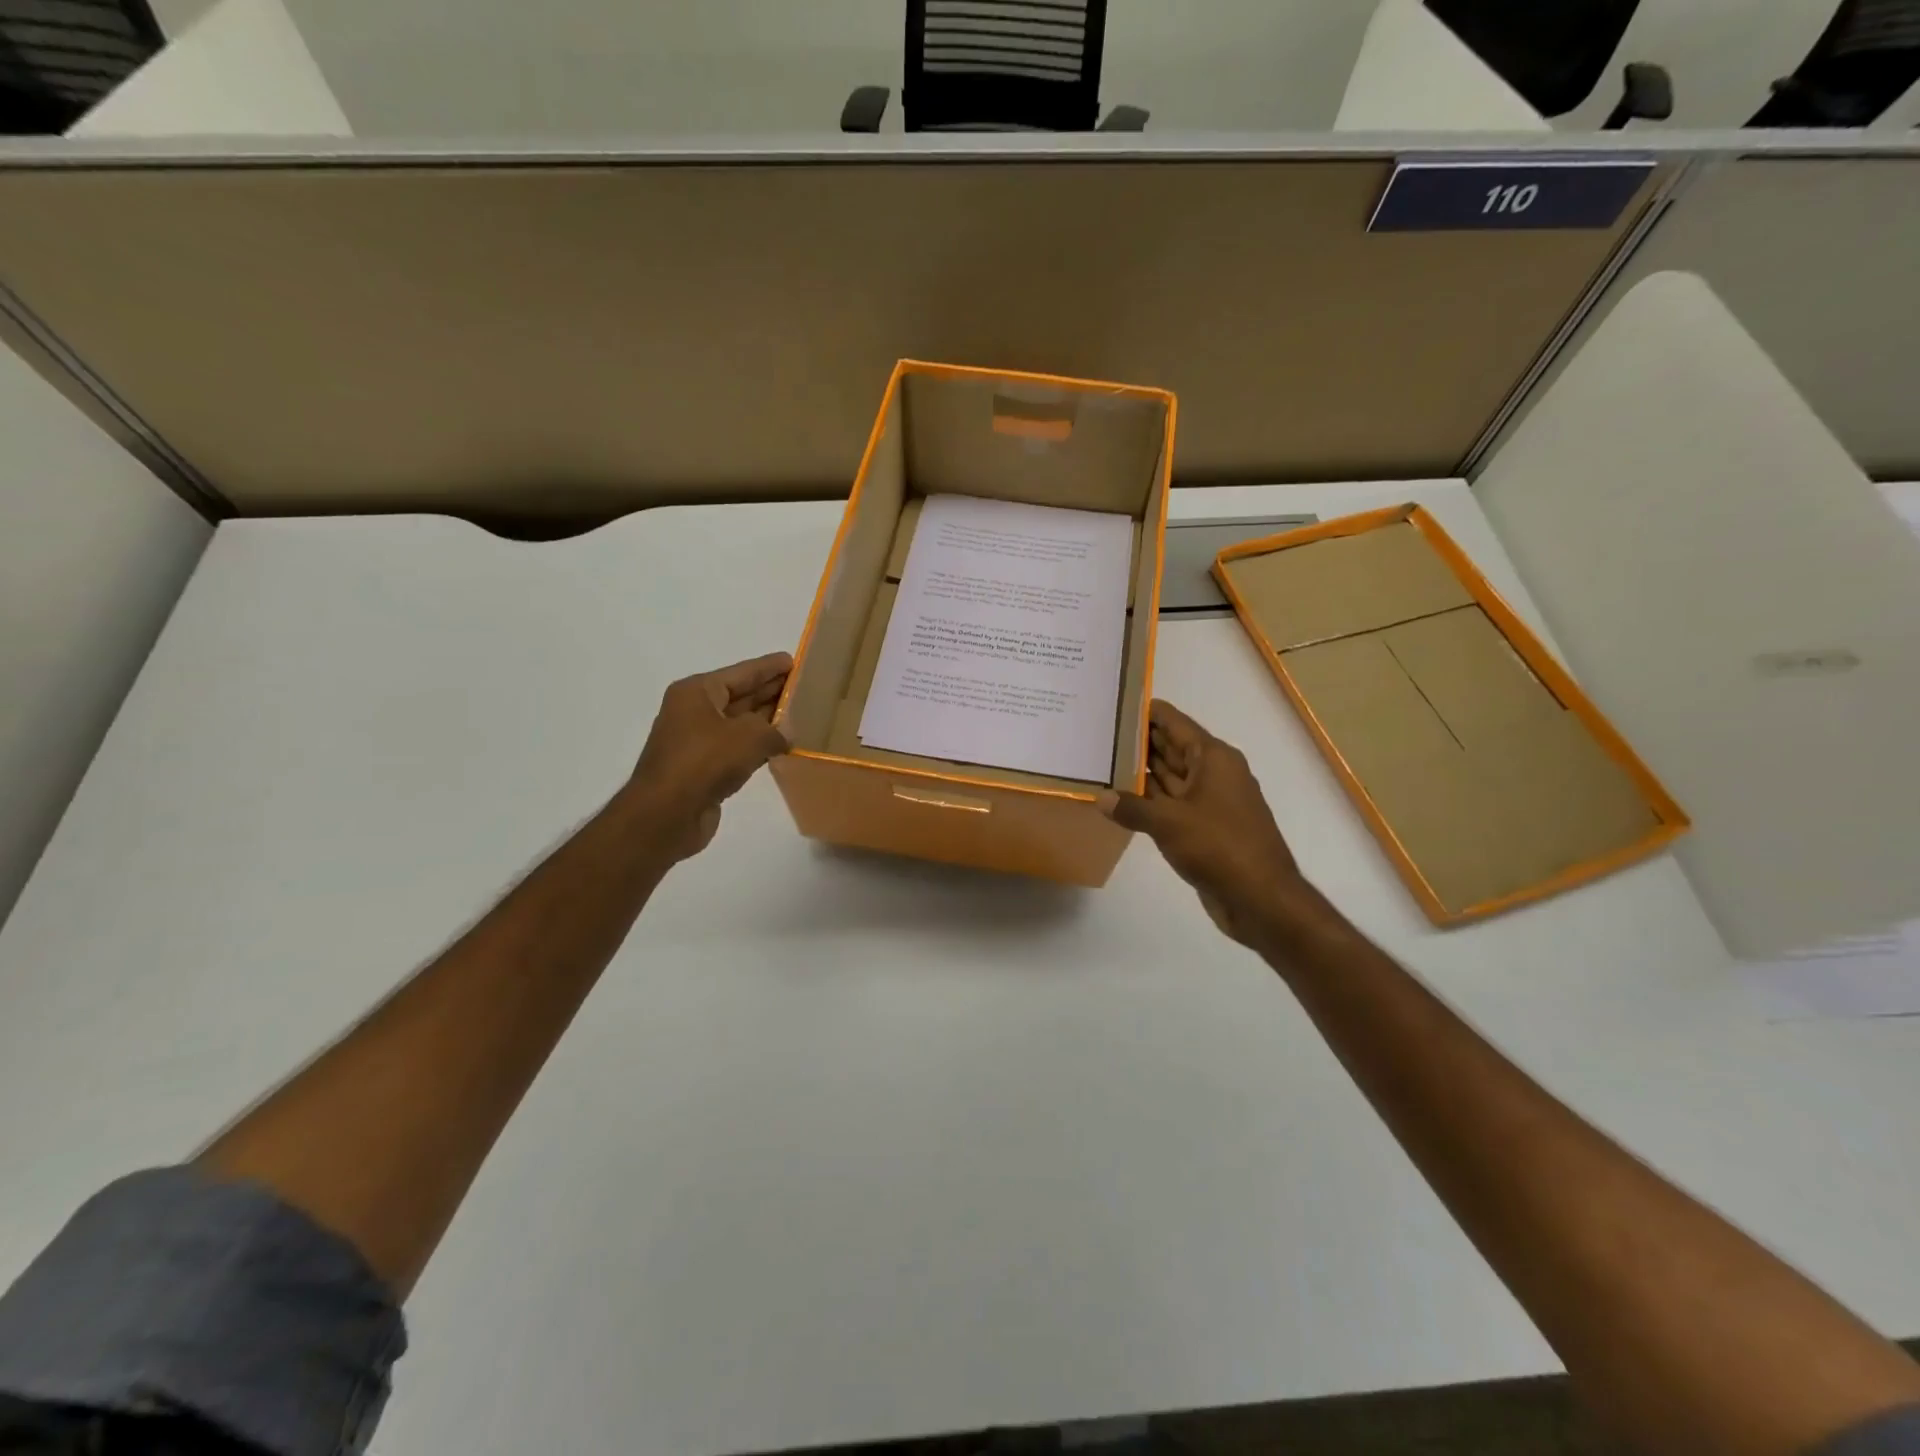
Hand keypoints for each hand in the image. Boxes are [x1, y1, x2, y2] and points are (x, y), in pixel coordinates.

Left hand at [629, 652, 791, 859]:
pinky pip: (736, 750)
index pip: (742, 672)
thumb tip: (787, 735)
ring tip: (800, 716)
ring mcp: (696, 741)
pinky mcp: (702, 769)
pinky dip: (757, 748)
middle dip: (770, 692)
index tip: (794, 661)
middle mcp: (694, 711)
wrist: (666, 815)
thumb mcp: (750, 736)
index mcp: (697, 692)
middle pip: (740, 696)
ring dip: (767, 722)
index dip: (769, 667)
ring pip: (739, 724)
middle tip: (803, 687)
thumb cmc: (704, 762)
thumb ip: (776, 730)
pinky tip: (780, 748)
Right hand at [1100, 700, 1310, 946]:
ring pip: (1169, 777)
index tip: (1115, 702)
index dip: (1146, 711)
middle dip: (1138, 741)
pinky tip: (1120, 800)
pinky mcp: (1205, 828)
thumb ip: (1132, 807)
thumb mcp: (1168, 823)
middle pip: (1171, 747)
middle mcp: (1213, 773)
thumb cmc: (1219, 847)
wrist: (1261, 899)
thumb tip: (1100, 797)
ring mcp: (1210, 801)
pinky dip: (1148, 801)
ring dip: (1140, 772)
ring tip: (1101, 762)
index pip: (1174, 723)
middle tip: (1098, 733)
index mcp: (1213, 758)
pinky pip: (1171, 804)